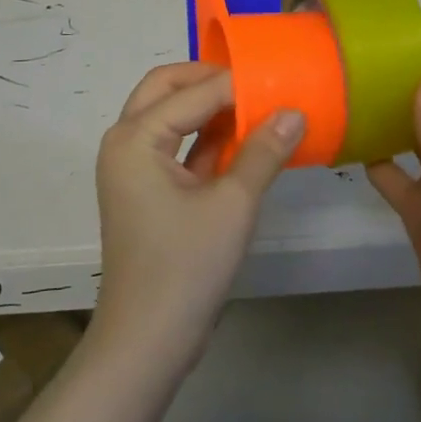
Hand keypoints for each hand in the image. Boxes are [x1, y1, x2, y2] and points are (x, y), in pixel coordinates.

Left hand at [92, 61, 303, 370]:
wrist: (148, 341)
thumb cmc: (186, 267)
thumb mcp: (233, 204)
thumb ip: (264, 152)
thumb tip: (295, 111)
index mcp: (135, 137)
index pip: (194, 93)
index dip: (239, 85)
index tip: (281, 81)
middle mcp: (125, 142)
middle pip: (166, 89)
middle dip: (210, 81)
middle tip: (256, 83)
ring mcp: (133, 168)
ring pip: (170, 116)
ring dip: (209, 108)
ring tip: (258, 106)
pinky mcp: (146, 190)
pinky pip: (176, 147)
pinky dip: (207, 138)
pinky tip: (246, 141)